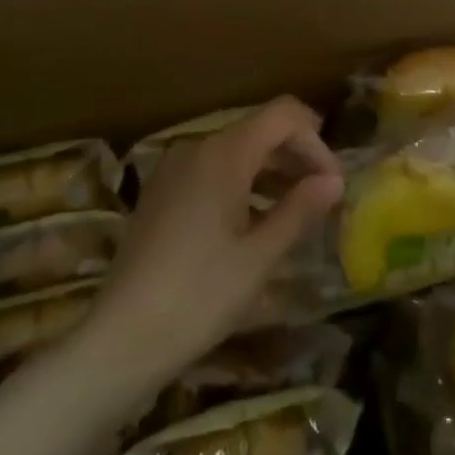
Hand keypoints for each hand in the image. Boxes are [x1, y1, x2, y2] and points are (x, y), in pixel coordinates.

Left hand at [85, 98, 343, 386]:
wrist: (121, 339)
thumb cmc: (200, 295)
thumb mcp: (259, 256)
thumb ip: (300, 210)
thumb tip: (334, 181)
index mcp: (223, 154)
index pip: (283, 115)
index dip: (315, 142)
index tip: (332, 184)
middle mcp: (196, 148)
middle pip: (259, 130)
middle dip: (297, 157)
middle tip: (322, 200)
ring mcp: (174, 170)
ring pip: (236, 152)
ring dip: (272, 173)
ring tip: (296, 214)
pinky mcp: (162, 194)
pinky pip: (213, 172)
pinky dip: (243, 185)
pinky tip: (256, 224)